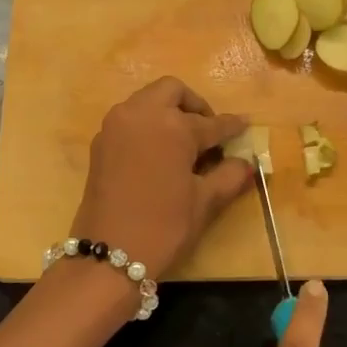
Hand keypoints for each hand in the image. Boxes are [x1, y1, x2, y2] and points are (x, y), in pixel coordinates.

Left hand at [71, 77, 251, 279]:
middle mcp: (141, 114)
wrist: (109, 254)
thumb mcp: (204, 201)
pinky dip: (148, 126)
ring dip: (168, 111)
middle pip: (172, 91)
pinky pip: (129, 119)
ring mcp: (116, 126)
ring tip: (184, 143)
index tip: (244, 126)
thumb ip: (229, 175)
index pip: (210, 122)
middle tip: (208, 132)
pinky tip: (160, 153)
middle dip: (194, 106)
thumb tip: (246, 163)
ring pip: (147, 101)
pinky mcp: (100, 143)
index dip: (231, 127)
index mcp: (171, 124)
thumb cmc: (164, 226)